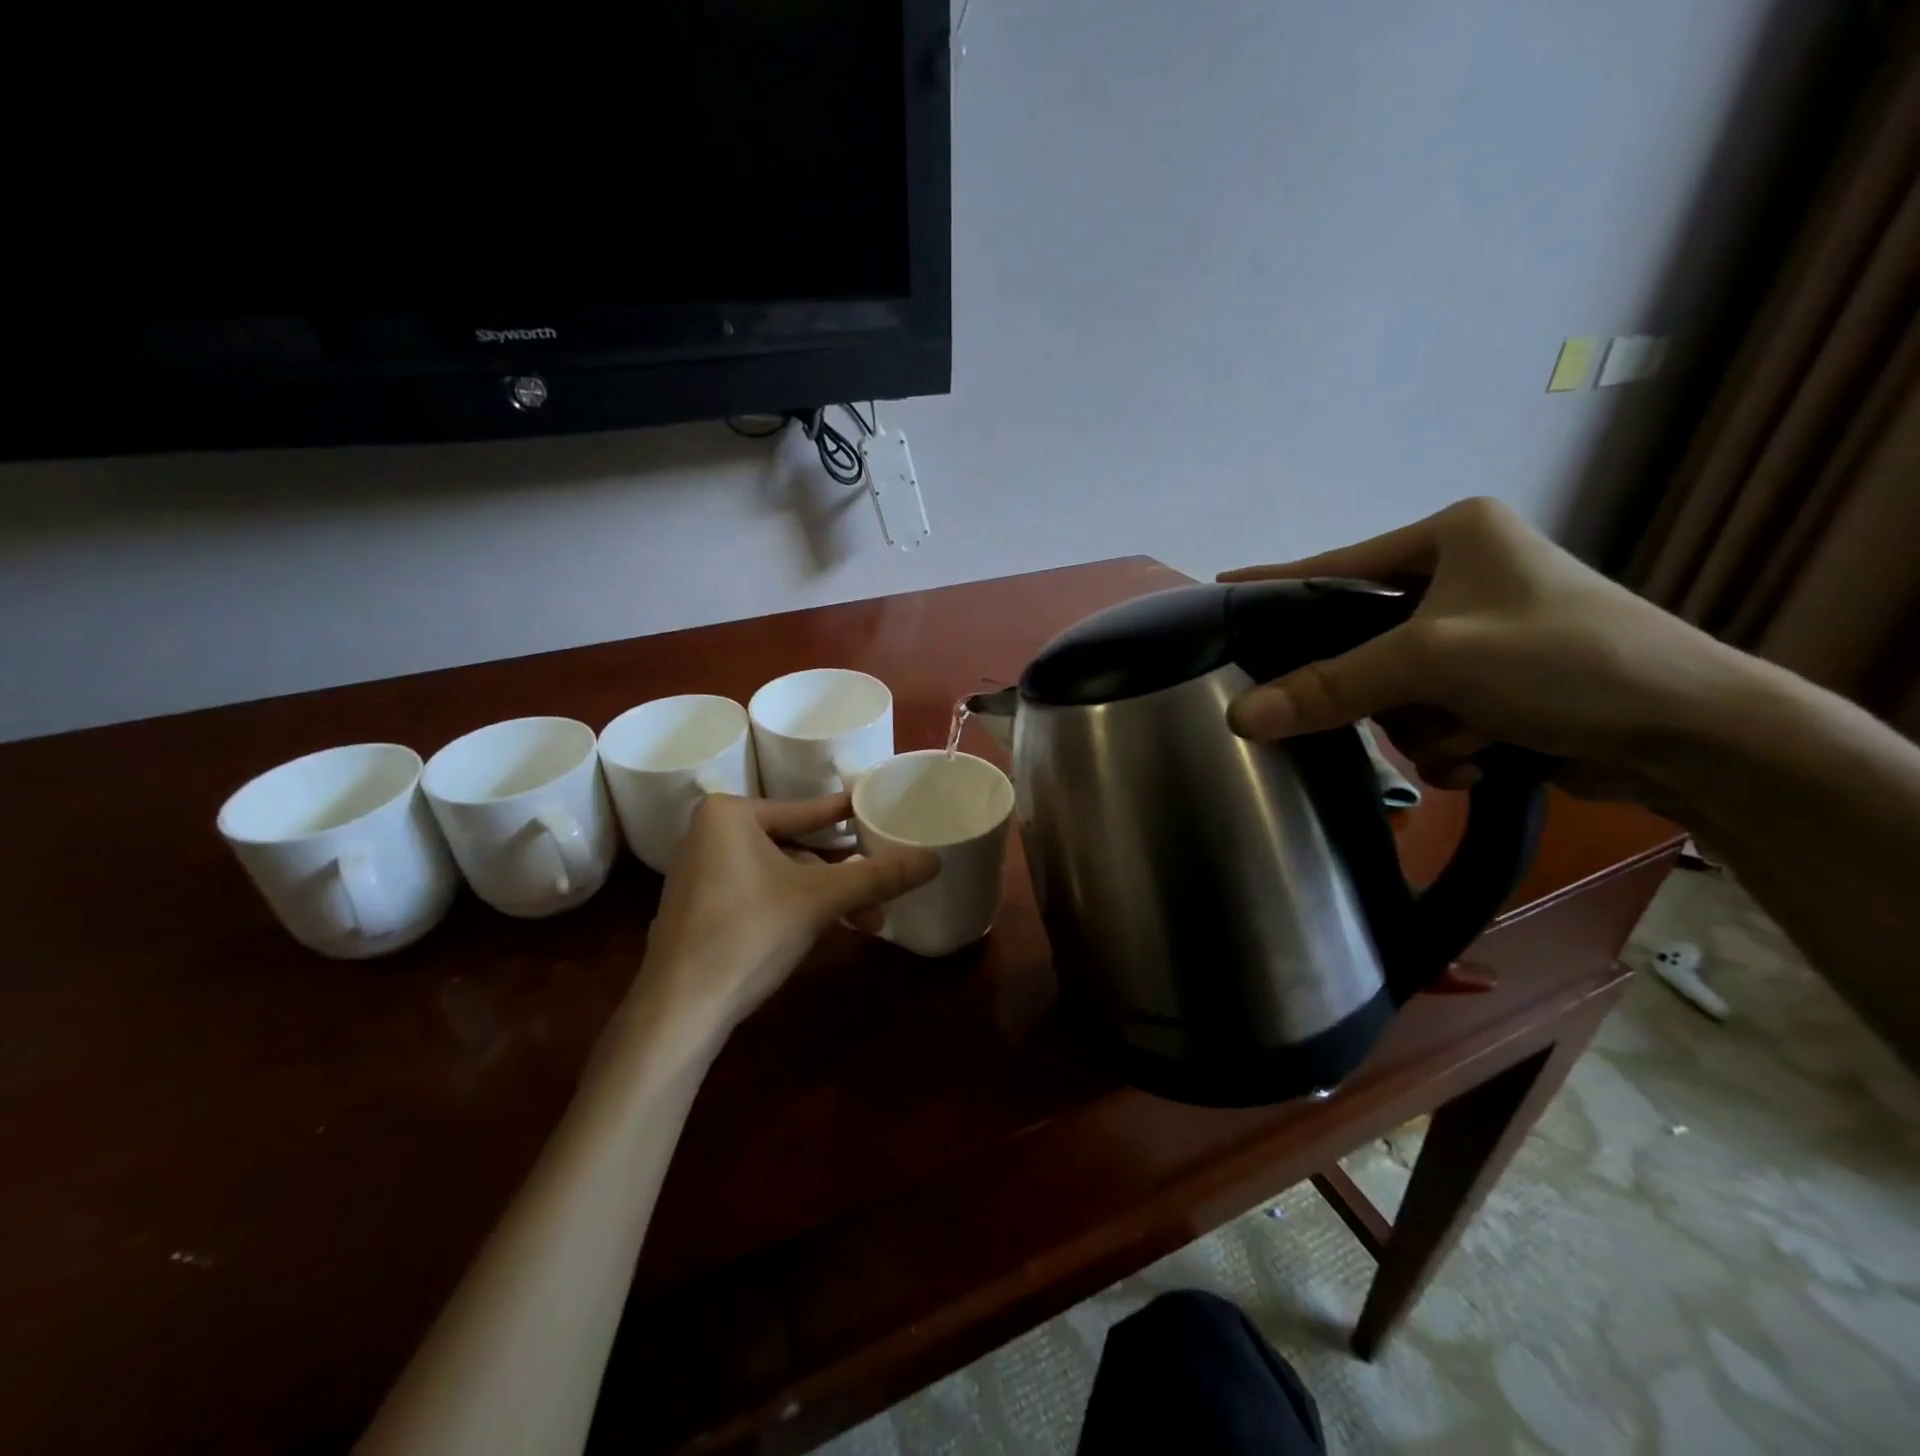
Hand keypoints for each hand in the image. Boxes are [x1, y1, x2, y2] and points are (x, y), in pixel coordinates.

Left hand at [633, 793, 938, 1033]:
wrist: (680, 1011)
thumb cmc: (749, 935)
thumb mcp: (822, 900)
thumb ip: (878, 876)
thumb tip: (934, 860)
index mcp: (730, 814)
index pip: (809, 811)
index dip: (853, 817)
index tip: (885, 811)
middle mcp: (710, 833)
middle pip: (797, 845)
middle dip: (842, 876)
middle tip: (881, 892)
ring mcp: (701, 871)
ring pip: (782, 873)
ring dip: (824, 897)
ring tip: (864, 923)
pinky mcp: (701, 905)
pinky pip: (760, 891)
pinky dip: (794, 906)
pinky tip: (825, 928)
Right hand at [1218, 497, 1743, 800]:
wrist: (1697, 736)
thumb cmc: (1566, 662)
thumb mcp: (1435, 662)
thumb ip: (1330, 686)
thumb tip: (1238, 717)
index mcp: (1453, 536)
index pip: (1338, 565)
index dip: (1277, 583)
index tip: (1219, 590)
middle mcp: (1465, 576)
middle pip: (1363, 643)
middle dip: (1387, 691)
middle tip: (1400, 704)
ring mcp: (1482, 634)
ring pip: (1393, 692)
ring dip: (1425, 727)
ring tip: (1479, 734)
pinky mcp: (1498, 684)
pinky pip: (1428, 718)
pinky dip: (1450, 745)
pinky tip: (1493, 751)